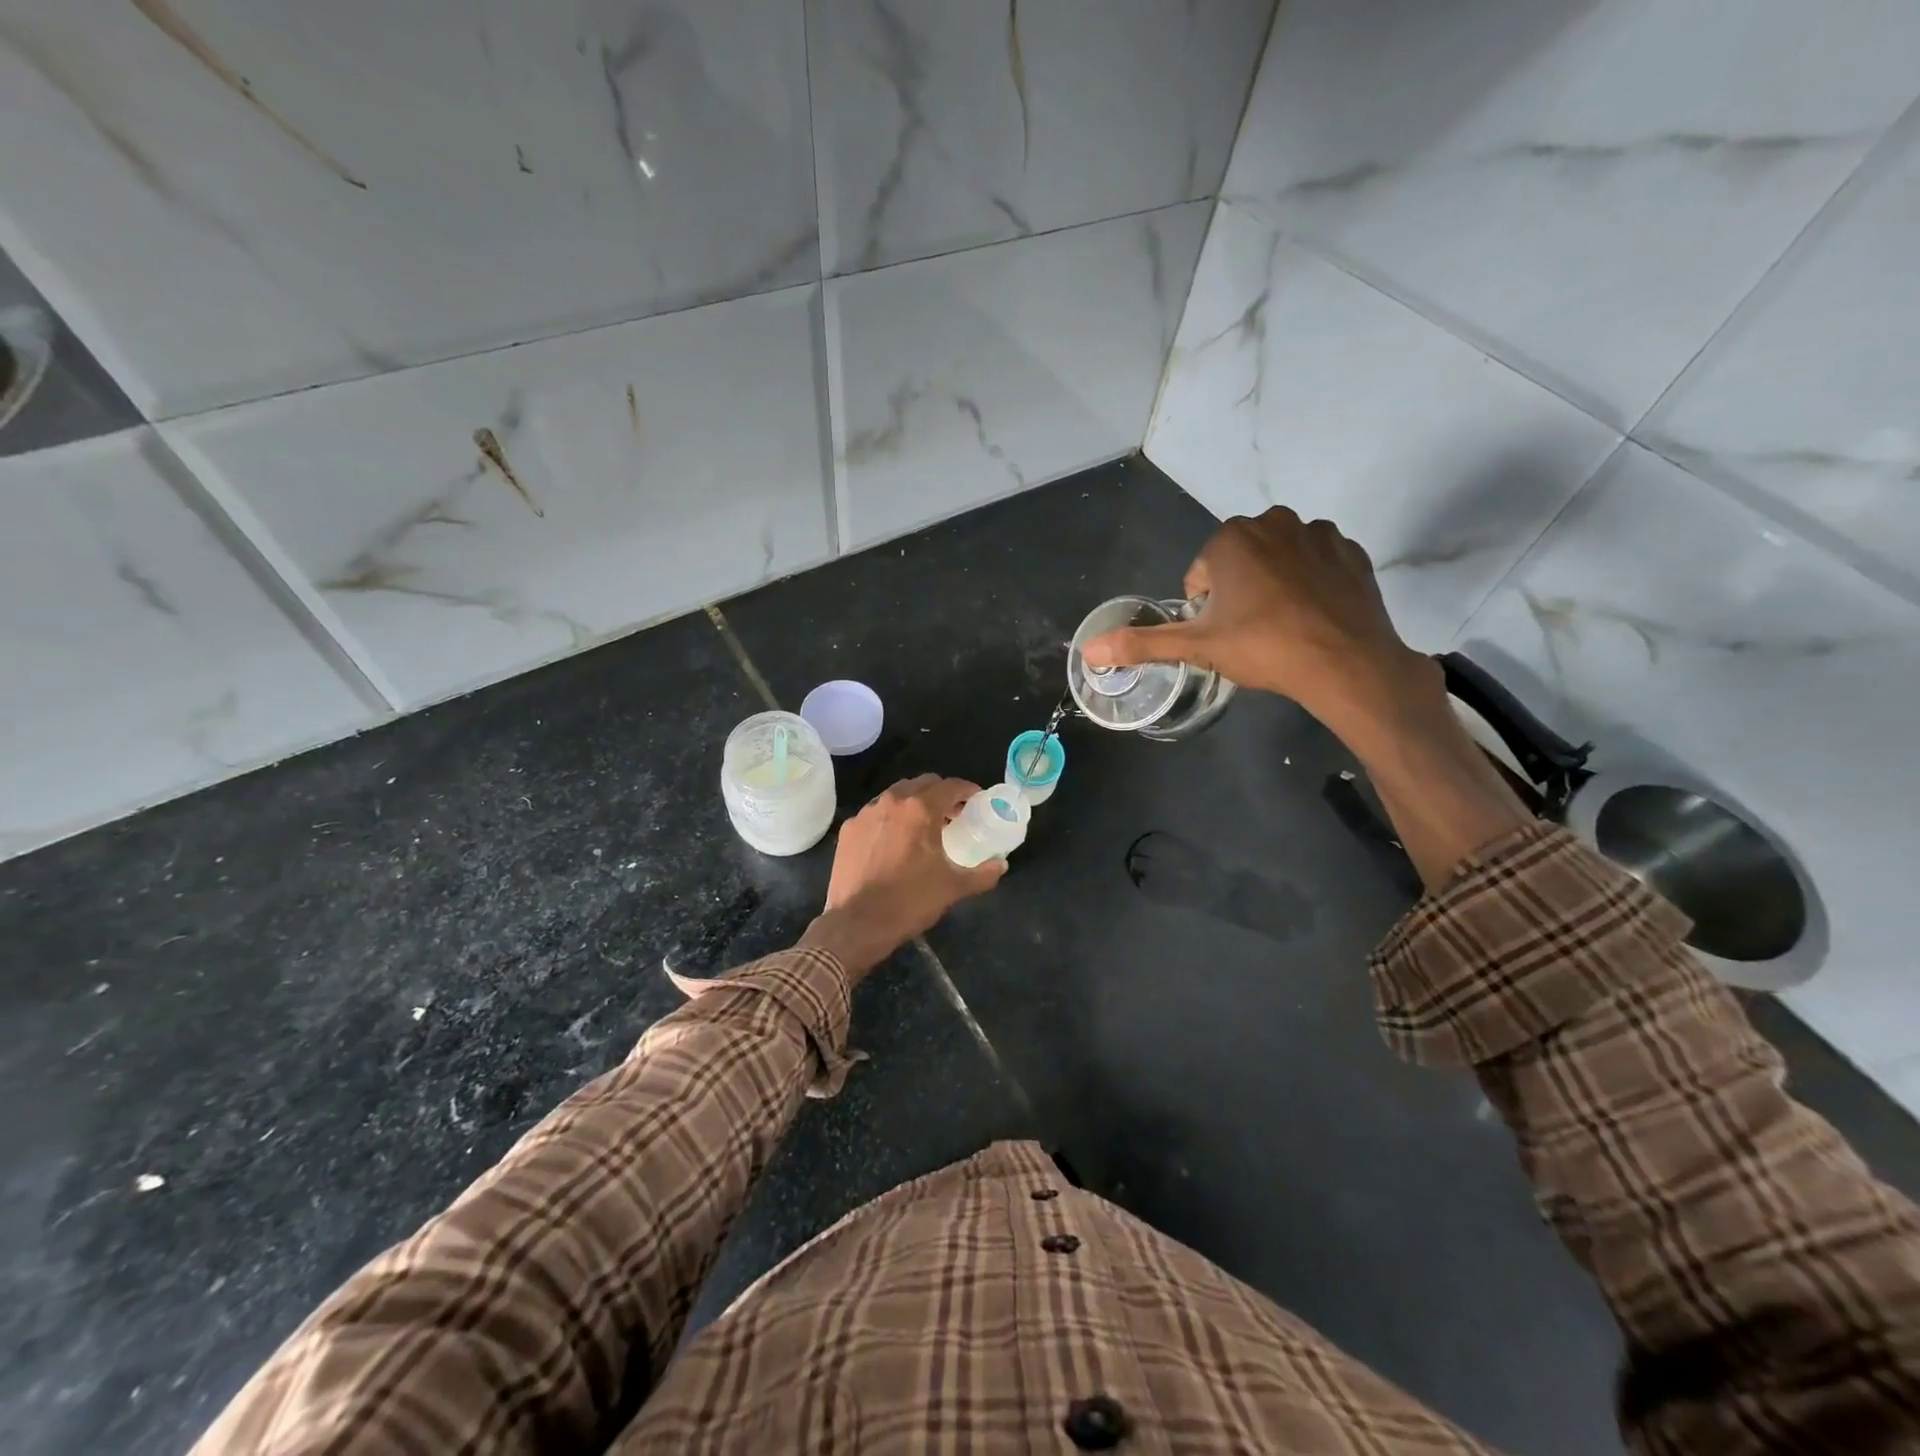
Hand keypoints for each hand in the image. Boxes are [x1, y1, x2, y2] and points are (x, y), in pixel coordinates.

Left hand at [799, 775, 1005, 978]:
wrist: (856, 923)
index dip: (968, 790)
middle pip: (923, 784)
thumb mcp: (953, 888)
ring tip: (923, 825)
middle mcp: (892, 802)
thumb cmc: (909, 901)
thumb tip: (1001, 865)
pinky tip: (894, 840)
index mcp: (920, 809)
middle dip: (941, 793)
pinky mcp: (849, 829)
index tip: (977, 801)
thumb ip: (982, 874)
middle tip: (953, 814)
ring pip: (896, 795)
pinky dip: (890, 818)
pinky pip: (876, 813)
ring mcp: (866, 814)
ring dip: (914, 802)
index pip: (951, 786)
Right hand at [1081, 506, 1437, 730]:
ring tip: (1282, 625)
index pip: (1201, 573)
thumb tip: (1088, 650)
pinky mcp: (1351, 552)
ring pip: (1279, 558)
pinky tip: (1313, 616)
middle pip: (1240, 560)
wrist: (1345, 663)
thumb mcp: (1197, 647)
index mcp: (1231, 538)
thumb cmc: (1263, 647)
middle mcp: (1273, 522)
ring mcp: (1318, 533)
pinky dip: (1311, 583)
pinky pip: (1318, 563)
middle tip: (1249, 631)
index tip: (1222, 633)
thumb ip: (1142, 643)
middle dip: (1238, 590)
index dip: (1205, 608)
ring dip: (1274, 583)